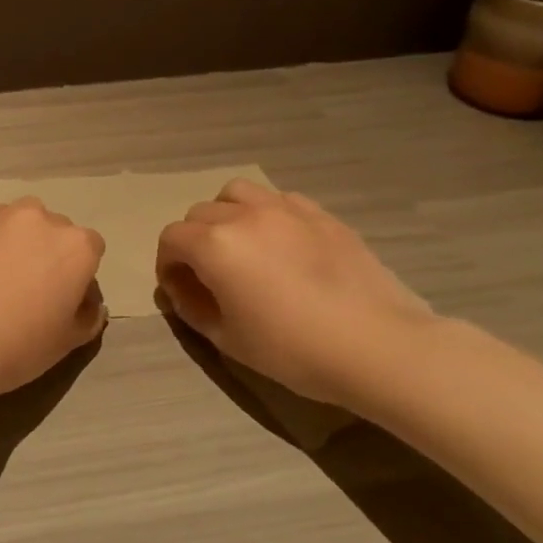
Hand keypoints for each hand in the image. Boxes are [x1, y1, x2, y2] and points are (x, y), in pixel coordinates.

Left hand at [0, 199, 106, 397]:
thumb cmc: (19, 345)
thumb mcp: (68, 341)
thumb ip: (88, 316)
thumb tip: (90, 305)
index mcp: (77, 246)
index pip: (90, 250)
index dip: (79, 275)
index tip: (63, 300)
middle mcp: (42, 219)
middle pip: (54, 231)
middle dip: (47, 253)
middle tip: (29, 289)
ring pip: (18, 223)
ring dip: (16, 241)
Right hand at [155, 180, 437, 406]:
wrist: (375, 345)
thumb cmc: (291, 349)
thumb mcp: (226, 338)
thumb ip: (191, 307)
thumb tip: (180, 289)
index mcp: (215, 245)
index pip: (171, 239)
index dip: (166, 264)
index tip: (179, 290)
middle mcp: (245, 216)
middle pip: (200, 213)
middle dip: (193, 241)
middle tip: (207, 274)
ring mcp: (287, 210)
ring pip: (237, 193)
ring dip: (226, 215)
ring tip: (240, 246)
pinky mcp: (322, 215)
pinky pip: (279, 200)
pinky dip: (266, 214)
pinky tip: (280, 245)